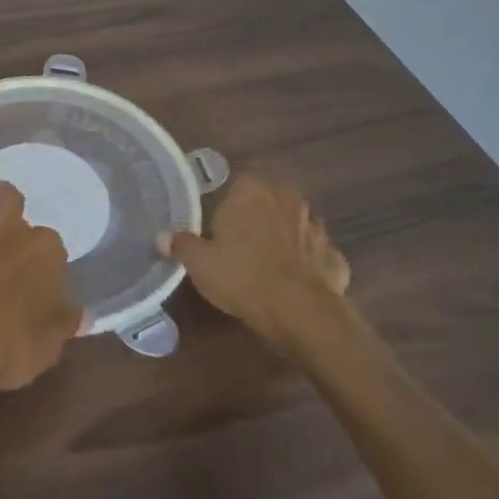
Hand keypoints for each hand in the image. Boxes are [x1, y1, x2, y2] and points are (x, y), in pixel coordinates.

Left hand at [0, 179, 79, 395]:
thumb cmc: (5, 349)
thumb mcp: (47, 347)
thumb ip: (63, 323)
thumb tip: (79, 313)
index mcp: (43, 254)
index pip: (52, 244)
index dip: (46, 255)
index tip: (42, 265)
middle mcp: (9, 231)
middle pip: (11, 201)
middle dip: (8, 199)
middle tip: (4, 196)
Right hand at [161, 175, 349, 350]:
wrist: (298, 311)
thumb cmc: (241, 275)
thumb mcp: (199, 262)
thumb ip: (181, 244)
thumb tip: (163, 236)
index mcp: (252, 189)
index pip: (237, 187)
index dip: (227, 209)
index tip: (219, 232)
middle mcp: (287, 197)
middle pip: (268, 203)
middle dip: (258, 220)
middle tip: (241, 248)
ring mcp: (316, 225)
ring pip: (295, 226)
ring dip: (286, 240)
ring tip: (268, 267)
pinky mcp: (335, 255)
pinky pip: (316, 255)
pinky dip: (309, 265)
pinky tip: (296, 284)